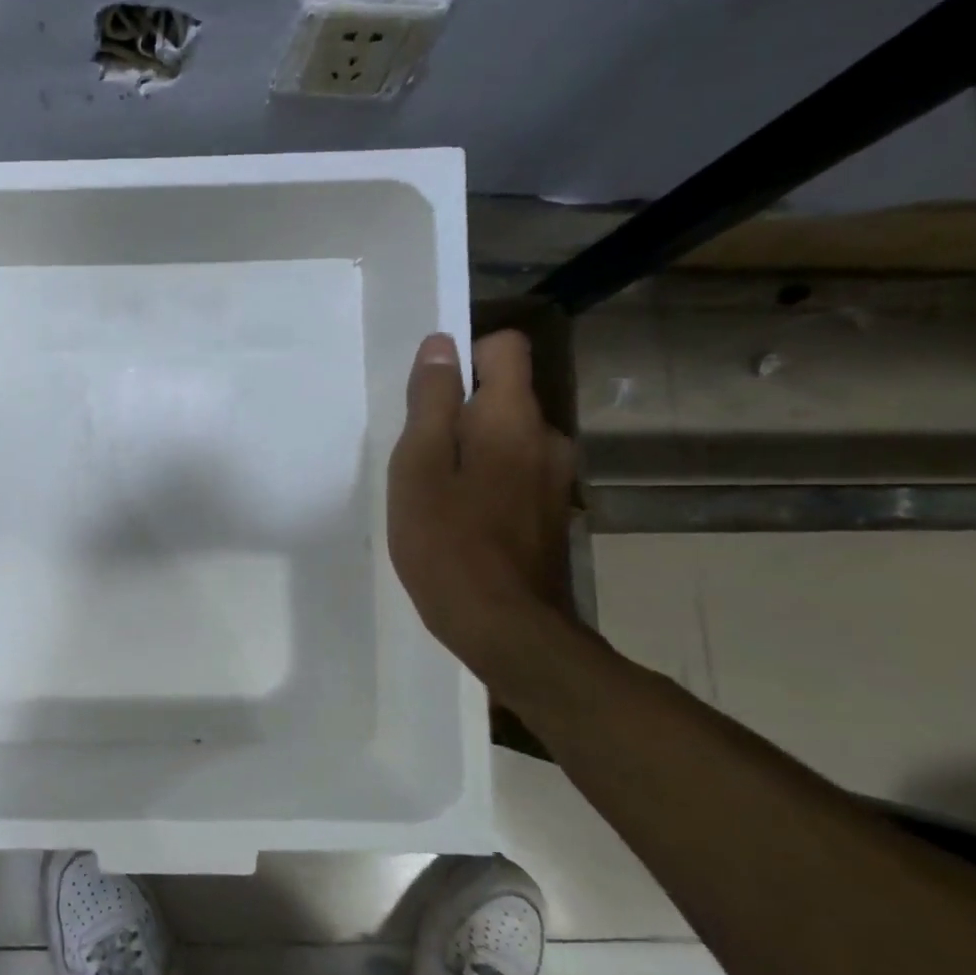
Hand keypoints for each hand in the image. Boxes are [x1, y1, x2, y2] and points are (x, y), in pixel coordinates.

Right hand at [387, 330, 574, 670]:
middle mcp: (547, 438)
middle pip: (504, 396)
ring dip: (473, 451)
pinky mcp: (554, 514)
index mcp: (513, 417)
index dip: (465, 357)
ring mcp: (556, 479)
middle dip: (461, 413)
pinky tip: (463, 522)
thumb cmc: (447, 542)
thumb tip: (441, 346)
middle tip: (419, 459)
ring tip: (436, 495)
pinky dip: (490, 482)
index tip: (429, 396)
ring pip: (509, 439)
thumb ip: (430, 402)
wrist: (507, 629)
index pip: (505, 347)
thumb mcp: (418, 466)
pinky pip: (517, 473)